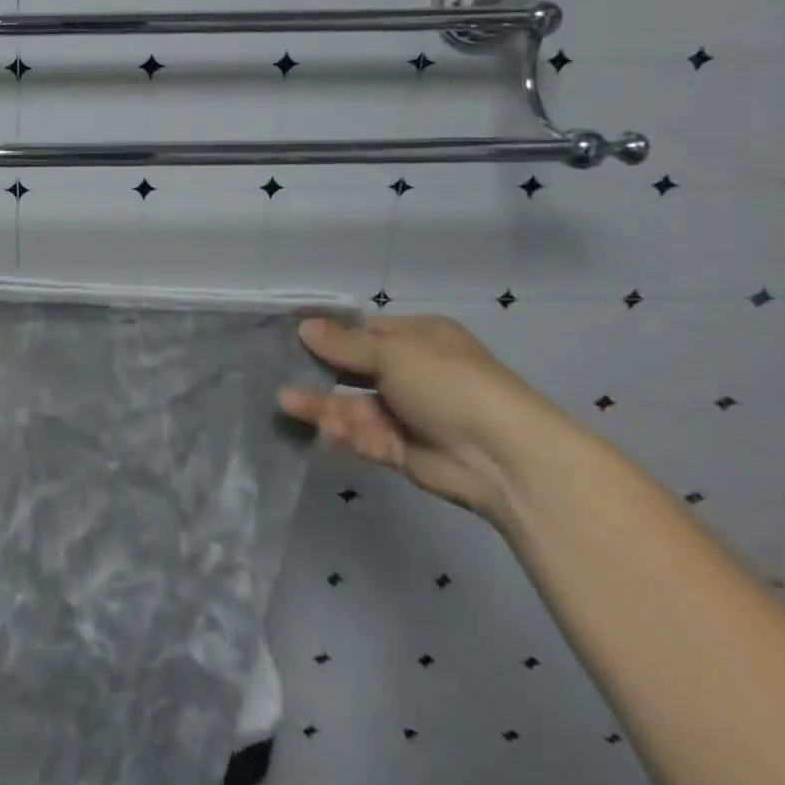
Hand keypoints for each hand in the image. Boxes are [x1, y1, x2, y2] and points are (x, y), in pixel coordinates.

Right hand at [279, 314, 572, 522]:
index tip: (291, 335)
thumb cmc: (449, 384)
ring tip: (286, 402)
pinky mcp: (403, 450)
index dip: (329, 333)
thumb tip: (304, 327)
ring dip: (323, 404)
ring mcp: (408, 413)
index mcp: (420, 339)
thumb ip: (344, 345)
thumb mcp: (393, 353)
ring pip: (355, 405)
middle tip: (279, 369)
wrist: (505, 458)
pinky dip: (344, 432)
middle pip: (355, 369)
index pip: (365, 331)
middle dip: (320, 371)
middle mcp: (413, 373)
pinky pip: (365, 436)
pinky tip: (320, 429)